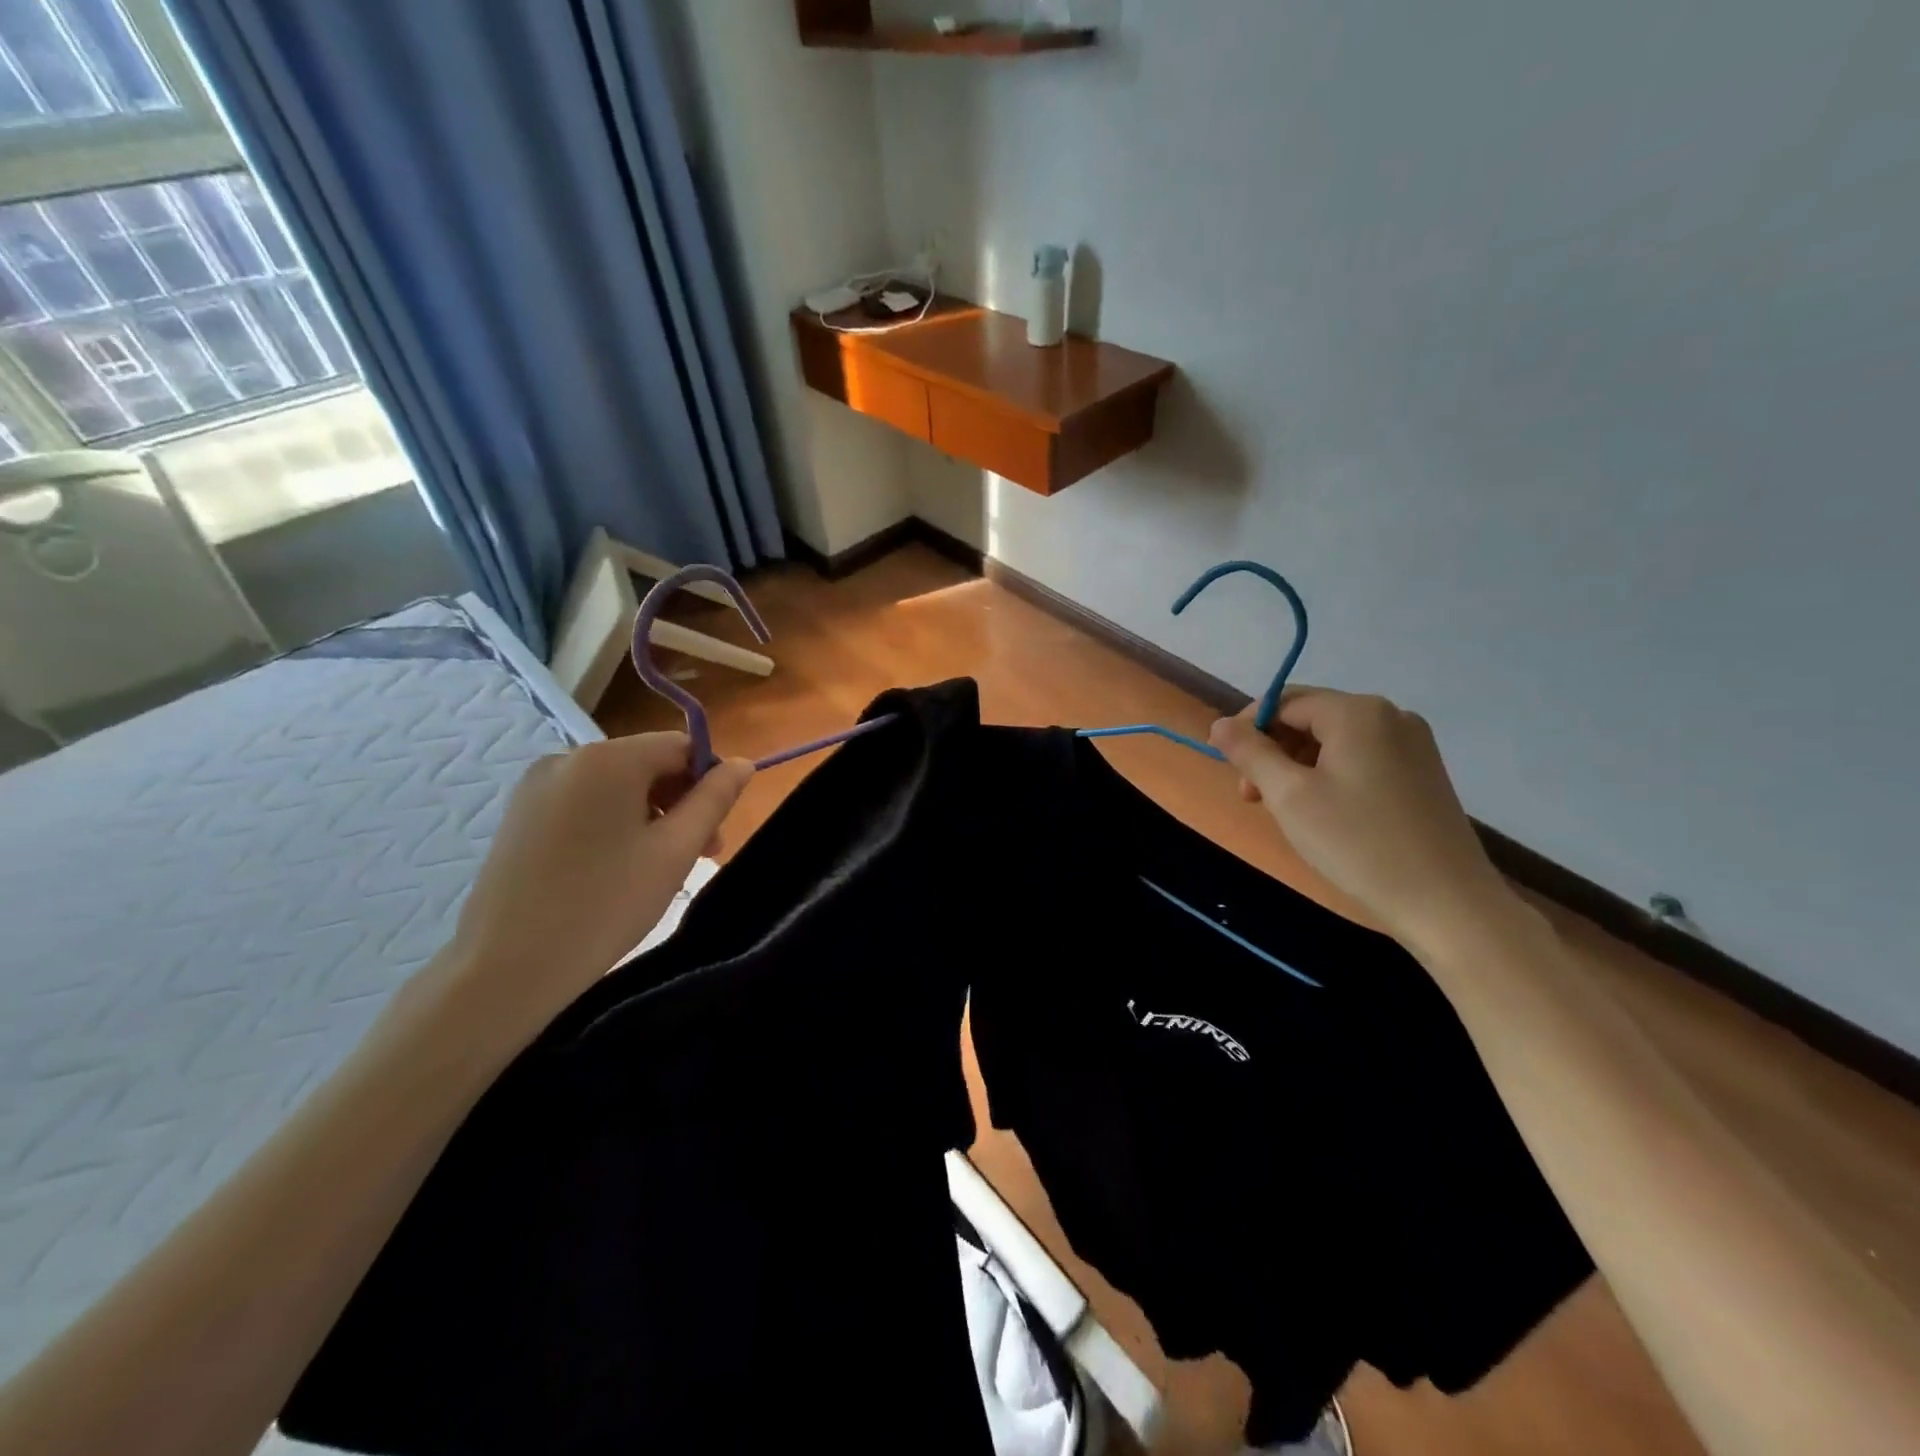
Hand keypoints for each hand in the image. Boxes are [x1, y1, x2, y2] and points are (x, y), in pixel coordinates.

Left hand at [437, 734, 753, 1052]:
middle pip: (647, 764)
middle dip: (680, 802)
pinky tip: (615, 869)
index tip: (715, 831)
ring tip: (658, 868)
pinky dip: (613, 825)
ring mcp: (536, 786)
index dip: (709, 781)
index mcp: (608, 758)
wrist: (506, 967)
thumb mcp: (675, 851)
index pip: (681, 746)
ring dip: (649, 816)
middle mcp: (568, 757)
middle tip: (699, 856)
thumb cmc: (606, 904)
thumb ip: (714, 799)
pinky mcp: (519, 816)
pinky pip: (584, 804)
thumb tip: (742, 763)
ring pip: (616, 787)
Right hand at [1210, 688, 1513, 954]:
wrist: (1447, 904)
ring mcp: (1412, 744)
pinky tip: (1323, 813)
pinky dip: (1329, 776)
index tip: (1229, 768)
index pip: (1284, 701)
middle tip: (1253, 798)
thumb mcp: (1289, 796)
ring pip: (1333, 740)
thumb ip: (1250, 752)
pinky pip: (1360, 758)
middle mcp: (1389, 715)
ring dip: (1297, 766)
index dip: (1247, 729)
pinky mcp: (1422, 773)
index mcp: (1357, 712)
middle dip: (1272, 750)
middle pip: (1309, 717)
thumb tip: (1219, 724)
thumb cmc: (1358, 844)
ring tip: (1284, 810)